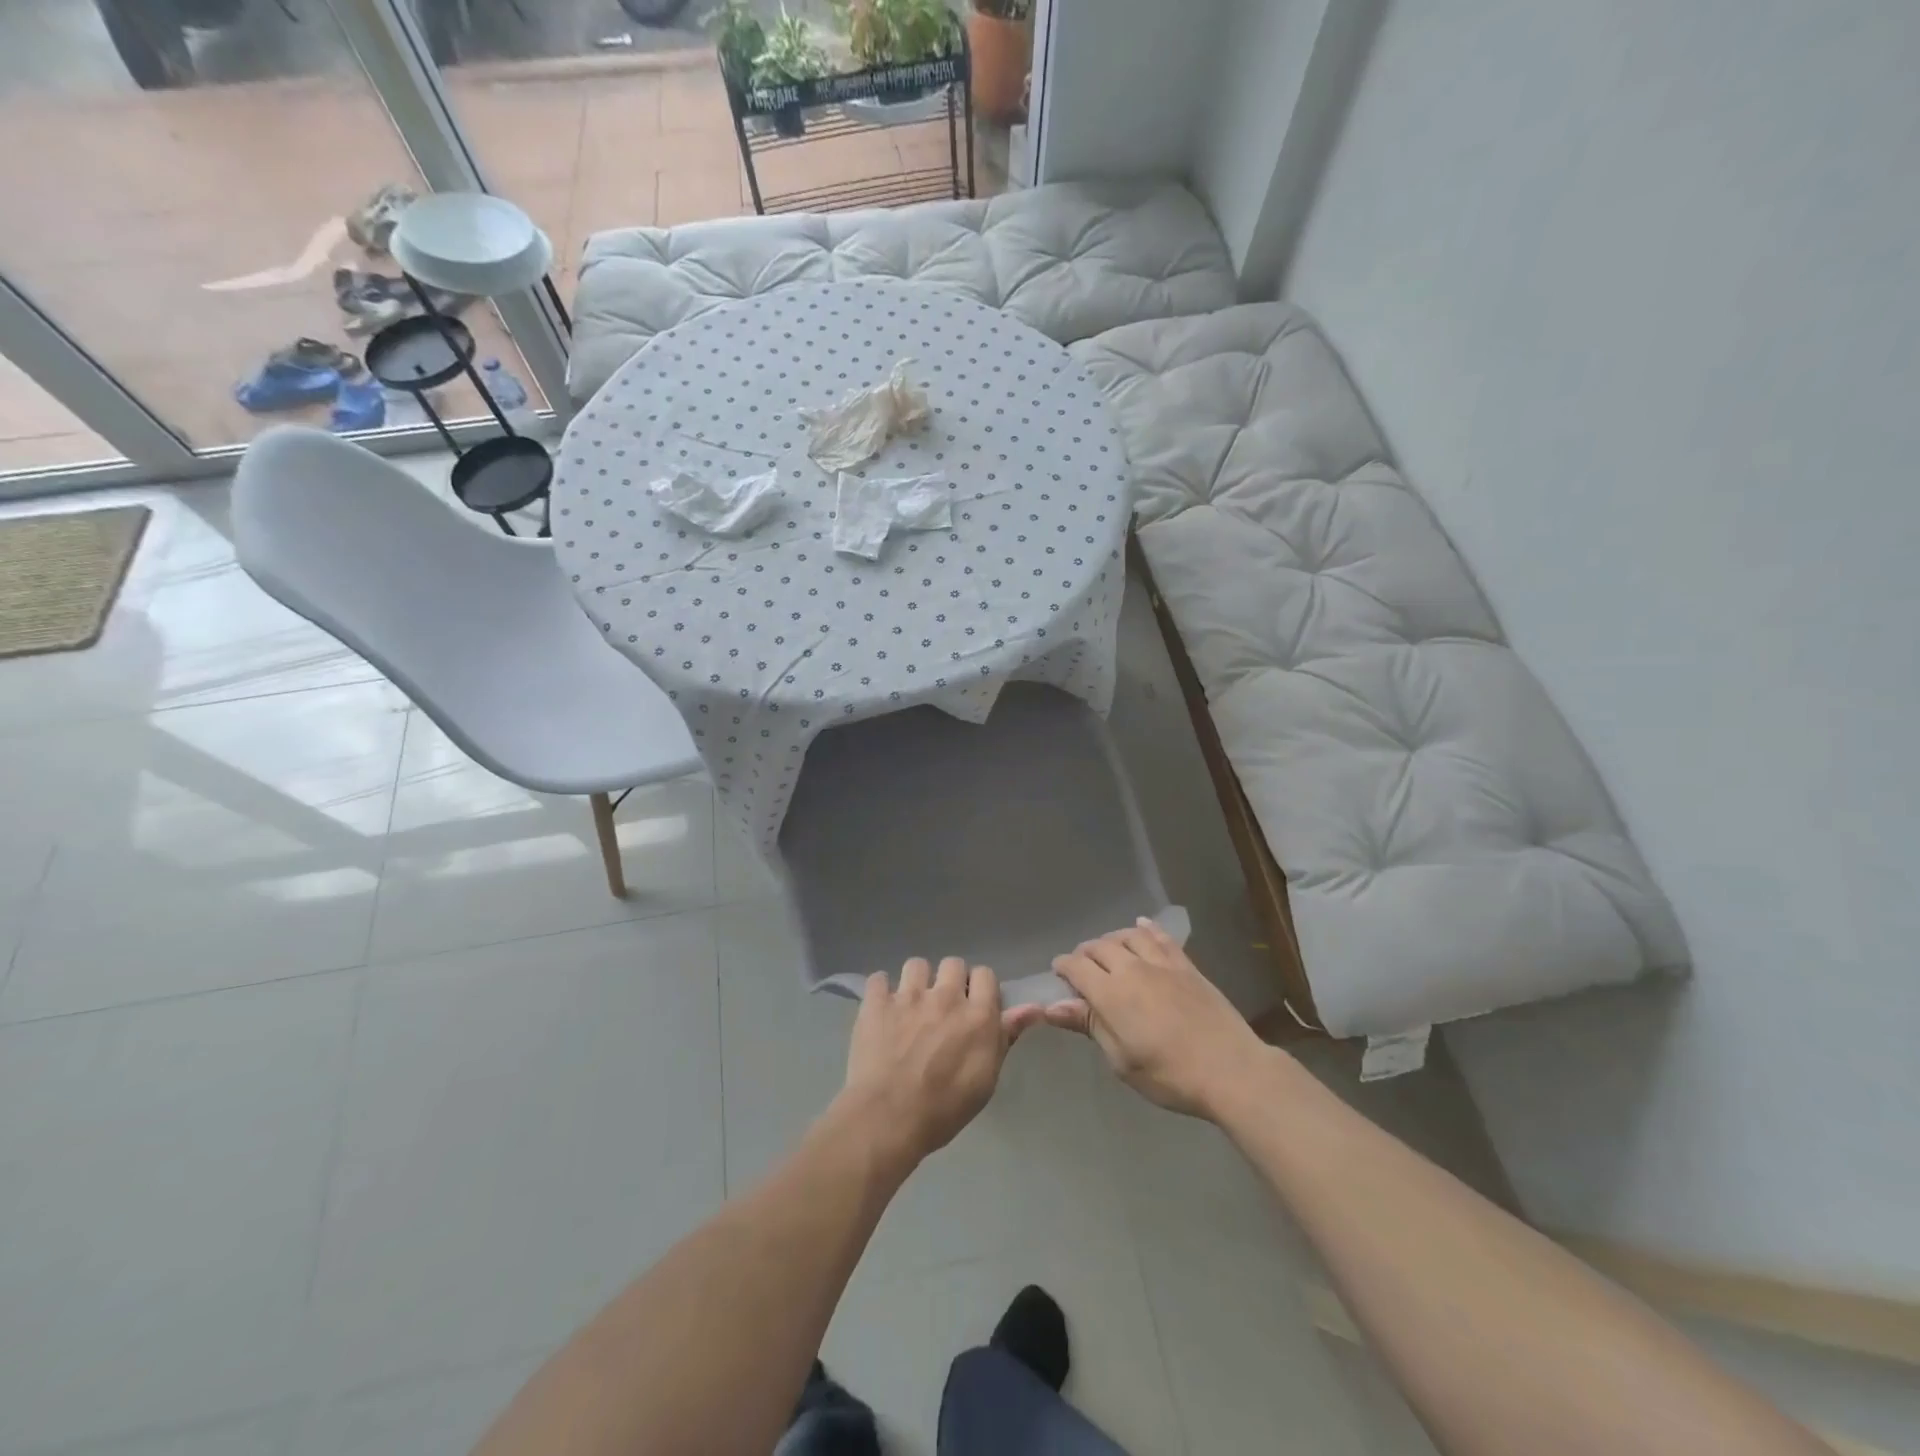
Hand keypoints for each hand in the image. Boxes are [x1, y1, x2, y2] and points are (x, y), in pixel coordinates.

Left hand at [838, 957, 1023, 1170]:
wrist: (888, 1118)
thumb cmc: (944, 1109)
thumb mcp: (986, 1079)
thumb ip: (1005, 1037)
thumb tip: (1033, 1008)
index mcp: (977, 1014)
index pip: (985, 974)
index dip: (980, 988)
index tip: (973, 1006)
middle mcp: (945, 996)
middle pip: (953, 963)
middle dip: (950, 980)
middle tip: (943, 1007)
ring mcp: (908, 996)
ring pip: (916, 964)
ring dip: (917, 981)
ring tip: (911, 1005)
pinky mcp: (876, 1002)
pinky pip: (879, 978)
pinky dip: (881, 990)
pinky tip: (881, 1009)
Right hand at [1044, 919, 1270, 1118]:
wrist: (1230, 1070)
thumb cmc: (1168, 1075)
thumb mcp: (1121, 1059)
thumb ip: (1089, 1025)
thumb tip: (1051, 1006)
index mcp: (1110, 993)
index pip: (1076, 966)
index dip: (1063, 967)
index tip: (1058, 974)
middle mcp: (1132, 968)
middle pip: (1100, 946)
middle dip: (1085, 953)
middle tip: (1081, 967)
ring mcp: (1162, 964)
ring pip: (1129, 936)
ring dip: (1113, 939)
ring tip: (1109, 949)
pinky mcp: (1187, 966)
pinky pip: (1162, 938)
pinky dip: (1147, 929)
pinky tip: (1141, 926)